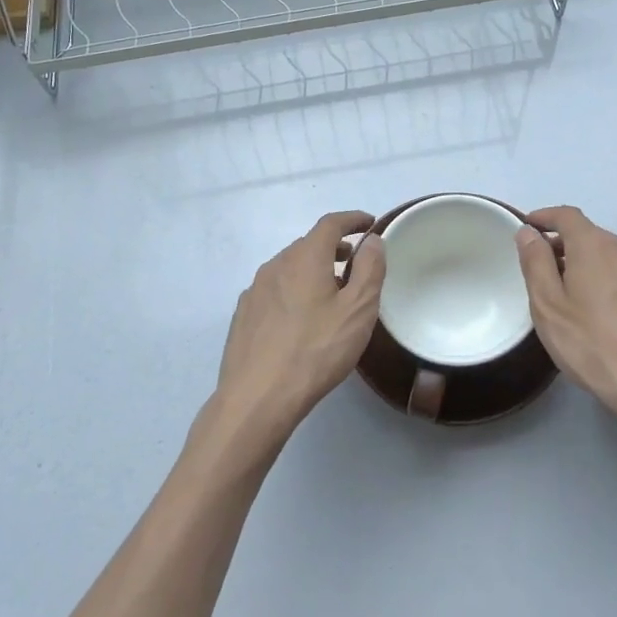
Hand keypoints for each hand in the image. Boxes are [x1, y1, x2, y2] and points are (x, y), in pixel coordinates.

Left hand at [208, 210, 383, 449]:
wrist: (257, 397)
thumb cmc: (316, 350)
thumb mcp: (358, 310)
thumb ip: (369, 269)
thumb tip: (372, 240)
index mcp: (304, 258)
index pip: (330, 224)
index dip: (352, 219)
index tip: (369, 223)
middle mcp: (276, 265)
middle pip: (308, 244)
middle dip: (334, 247)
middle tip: (356, 263)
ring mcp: (255, 290)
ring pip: (290, 268)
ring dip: (314, 270)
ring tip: (332, 292)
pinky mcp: (244, 315)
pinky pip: (275, 290)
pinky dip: (294, 290)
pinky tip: (302, 318)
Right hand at [515, 206, 616, 446]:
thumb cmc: (593, 345)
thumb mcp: (548, 306)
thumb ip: (536, 263)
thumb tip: (528, 232)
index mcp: (594, 246)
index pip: (567, 216)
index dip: (546, 217)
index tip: (531, 225)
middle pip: (594, 237)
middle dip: (570, 247)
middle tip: (551, 271)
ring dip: (598, 268)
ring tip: (585, 298)